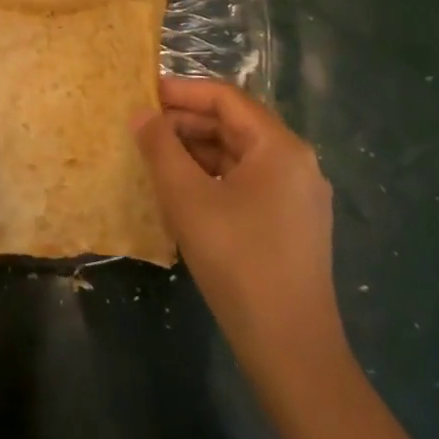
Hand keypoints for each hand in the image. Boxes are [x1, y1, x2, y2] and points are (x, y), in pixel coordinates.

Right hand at [134, 78, 344, 376]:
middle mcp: (296, 162)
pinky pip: (247, 182)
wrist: (290, 347)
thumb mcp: (187, 198)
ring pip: (239, 155)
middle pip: (234, 124)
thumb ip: (160, 147)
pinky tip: (182, 192)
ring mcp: (297, 196)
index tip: (142, 94)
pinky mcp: (292, 224)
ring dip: (196, 151)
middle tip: (141, 129)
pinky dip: (212, 177)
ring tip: (154, 159)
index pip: (225, 98)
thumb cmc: (237, 260)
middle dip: (186, 122)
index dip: (182, 91)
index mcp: (279, 146)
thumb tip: (141, 113)